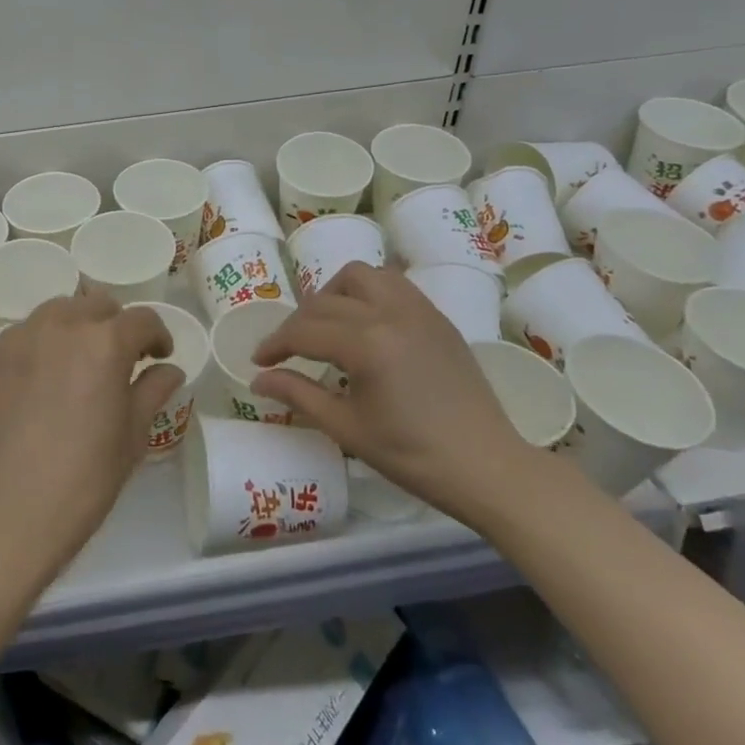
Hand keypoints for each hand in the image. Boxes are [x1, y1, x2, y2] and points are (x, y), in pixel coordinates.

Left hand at [0, 293, 183, 571]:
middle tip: (118, 360)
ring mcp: (19, 336)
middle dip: (115, 326)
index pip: (142, 320)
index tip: (158, 357)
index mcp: (105, 342)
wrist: (11, 510)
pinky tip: (39, 380)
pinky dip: (39, 346)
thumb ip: (152, 390)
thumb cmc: (85, 477)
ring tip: (76, 363)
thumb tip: (169, 369)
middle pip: (97, 305)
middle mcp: (61, 325)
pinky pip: (22, 335)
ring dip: (75, 328)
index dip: (158, 336)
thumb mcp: (132, 435)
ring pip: (57, 312)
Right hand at [252, 263, 544, 523]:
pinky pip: (394, 284)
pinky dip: (368, 293)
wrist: (487, 468)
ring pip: (362, 276)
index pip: (305, 331)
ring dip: (334, 293)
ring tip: (326, 324)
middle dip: (297, 323)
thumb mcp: (347, 428)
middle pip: (326, 301)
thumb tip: (258, 378)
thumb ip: (299, 394)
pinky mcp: (437, 317)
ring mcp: (418, 310)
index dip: (275, 345)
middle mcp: (391, 313)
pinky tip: (364, 323)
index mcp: (367, 344)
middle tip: (287, 352)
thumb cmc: (412, 456)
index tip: (259, 361)